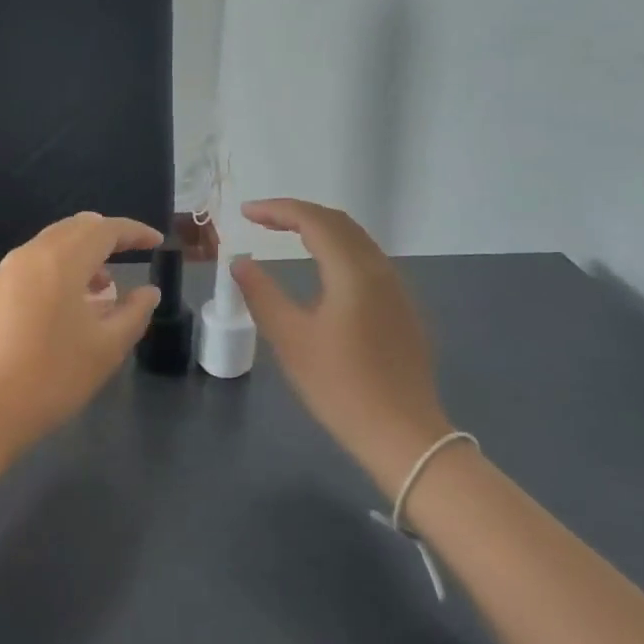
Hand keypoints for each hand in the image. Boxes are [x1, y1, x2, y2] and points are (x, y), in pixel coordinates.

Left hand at [0, 212, 164, 470]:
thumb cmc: (51, 378)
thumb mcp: (106, 348)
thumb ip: (134, 313)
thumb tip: (148, 291)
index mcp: (60, 260)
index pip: (105, 229)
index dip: (135, 232)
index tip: (158, 243)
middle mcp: (30, 255)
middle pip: (76, 228)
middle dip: (108, 237)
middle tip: (133, 256)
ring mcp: (7, 273)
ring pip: (54, 245)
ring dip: (84, 255)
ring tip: (106, 289)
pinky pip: (37, 264)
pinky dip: (62, 270)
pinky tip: (74, 305)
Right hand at [231, 199, 452, 491]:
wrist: (402, 434)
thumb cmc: (339, 386)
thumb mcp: (290, 340)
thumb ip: (262, 295)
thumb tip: (240, 263)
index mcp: (354, 272)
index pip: (315, 221)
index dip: (278, 210)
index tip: (245, 212)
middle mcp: (380, 270)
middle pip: (339, 223)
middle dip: (298, 214)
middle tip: (261, 219)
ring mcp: (397, 290)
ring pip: (357, 241)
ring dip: (320, 230)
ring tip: (286, 235)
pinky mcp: (402, 310)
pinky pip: (367, 262)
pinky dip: (337, 251)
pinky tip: (321, 270)